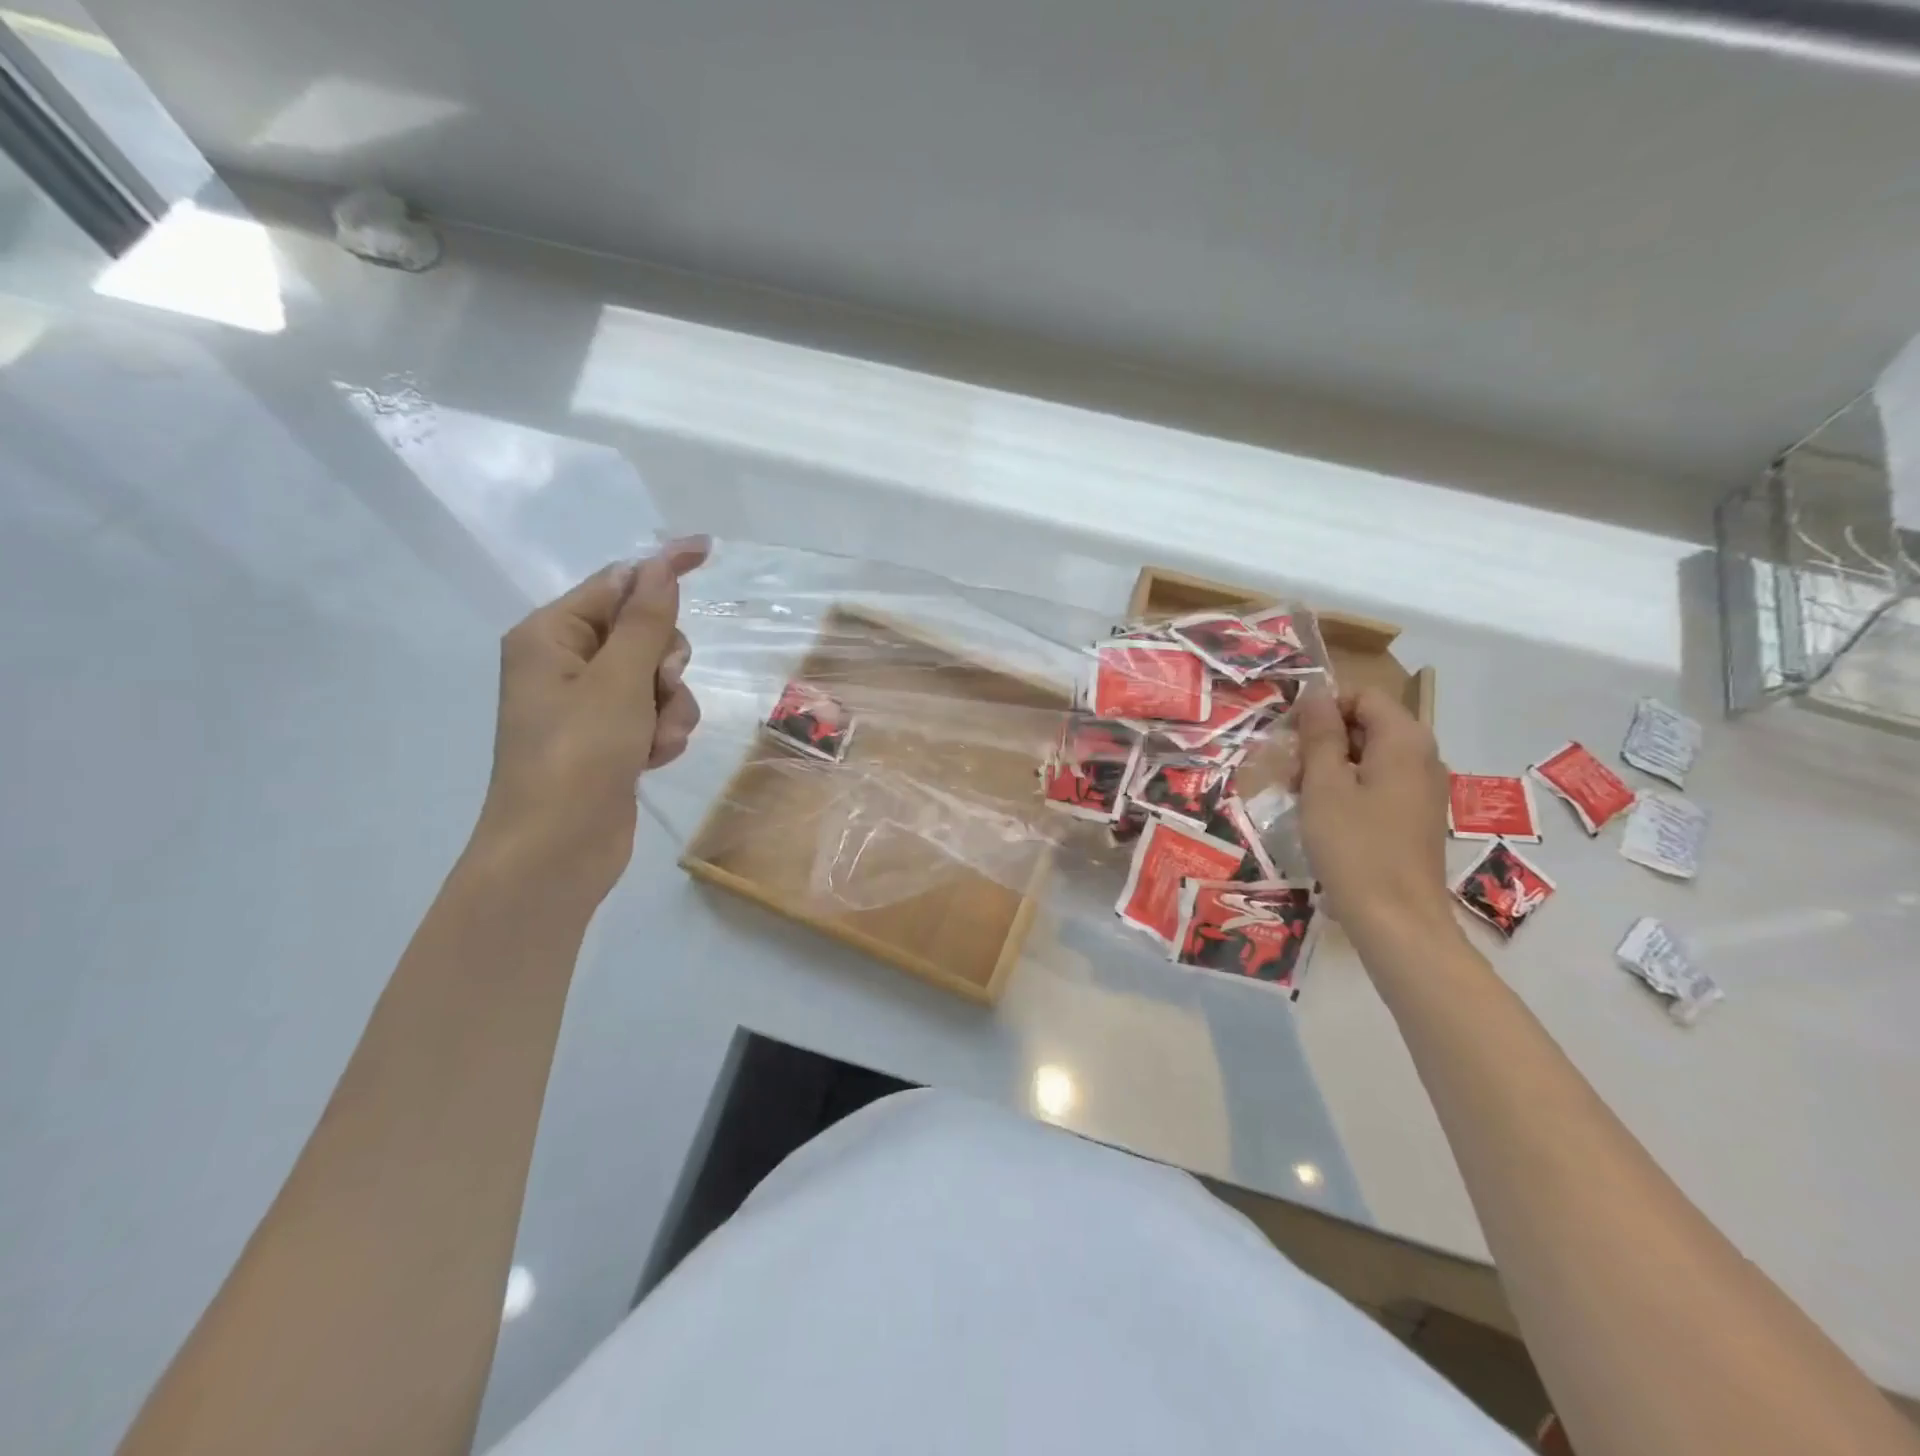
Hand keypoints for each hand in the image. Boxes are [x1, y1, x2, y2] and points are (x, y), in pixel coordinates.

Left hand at [473, 538, 708, 896]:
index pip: (617, 583)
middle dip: (664, 664)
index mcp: (551, 635)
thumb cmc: (578, 756)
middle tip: (658, 689)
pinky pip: (656, 714)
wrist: (556, 851)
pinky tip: (652, 760)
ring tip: (653, 740)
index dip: (661, 568)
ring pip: (659, 679)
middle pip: (644, 633)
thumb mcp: (617, 681)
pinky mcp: (611, 739)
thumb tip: (660, 564)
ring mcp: (589, 705)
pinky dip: (663, 733)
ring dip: (670, 707)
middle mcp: (567, 663)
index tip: (706, 549)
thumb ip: (645, 621)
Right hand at [1293, 685, 1457, 957]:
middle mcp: (1422, 756)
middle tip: (1287, 769)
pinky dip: (1347, 788)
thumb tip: (1315, 693)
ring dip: (1329, 766)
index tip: (1289, 735)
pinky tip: (1321, 815)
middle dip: (1322, 739)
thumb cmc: (1354, 845)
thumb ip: (1320, 734)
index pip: (1362, 695)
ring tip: (1297, 795)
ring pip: (1369, 756)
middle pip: (1367, 724)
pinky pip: (1377, 783)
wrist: (1396, 919)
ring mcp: (1422, 788)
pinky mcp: (1414, 816)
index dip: (1323, 707)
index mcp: (1404, 740)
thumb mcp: (1324, 784)